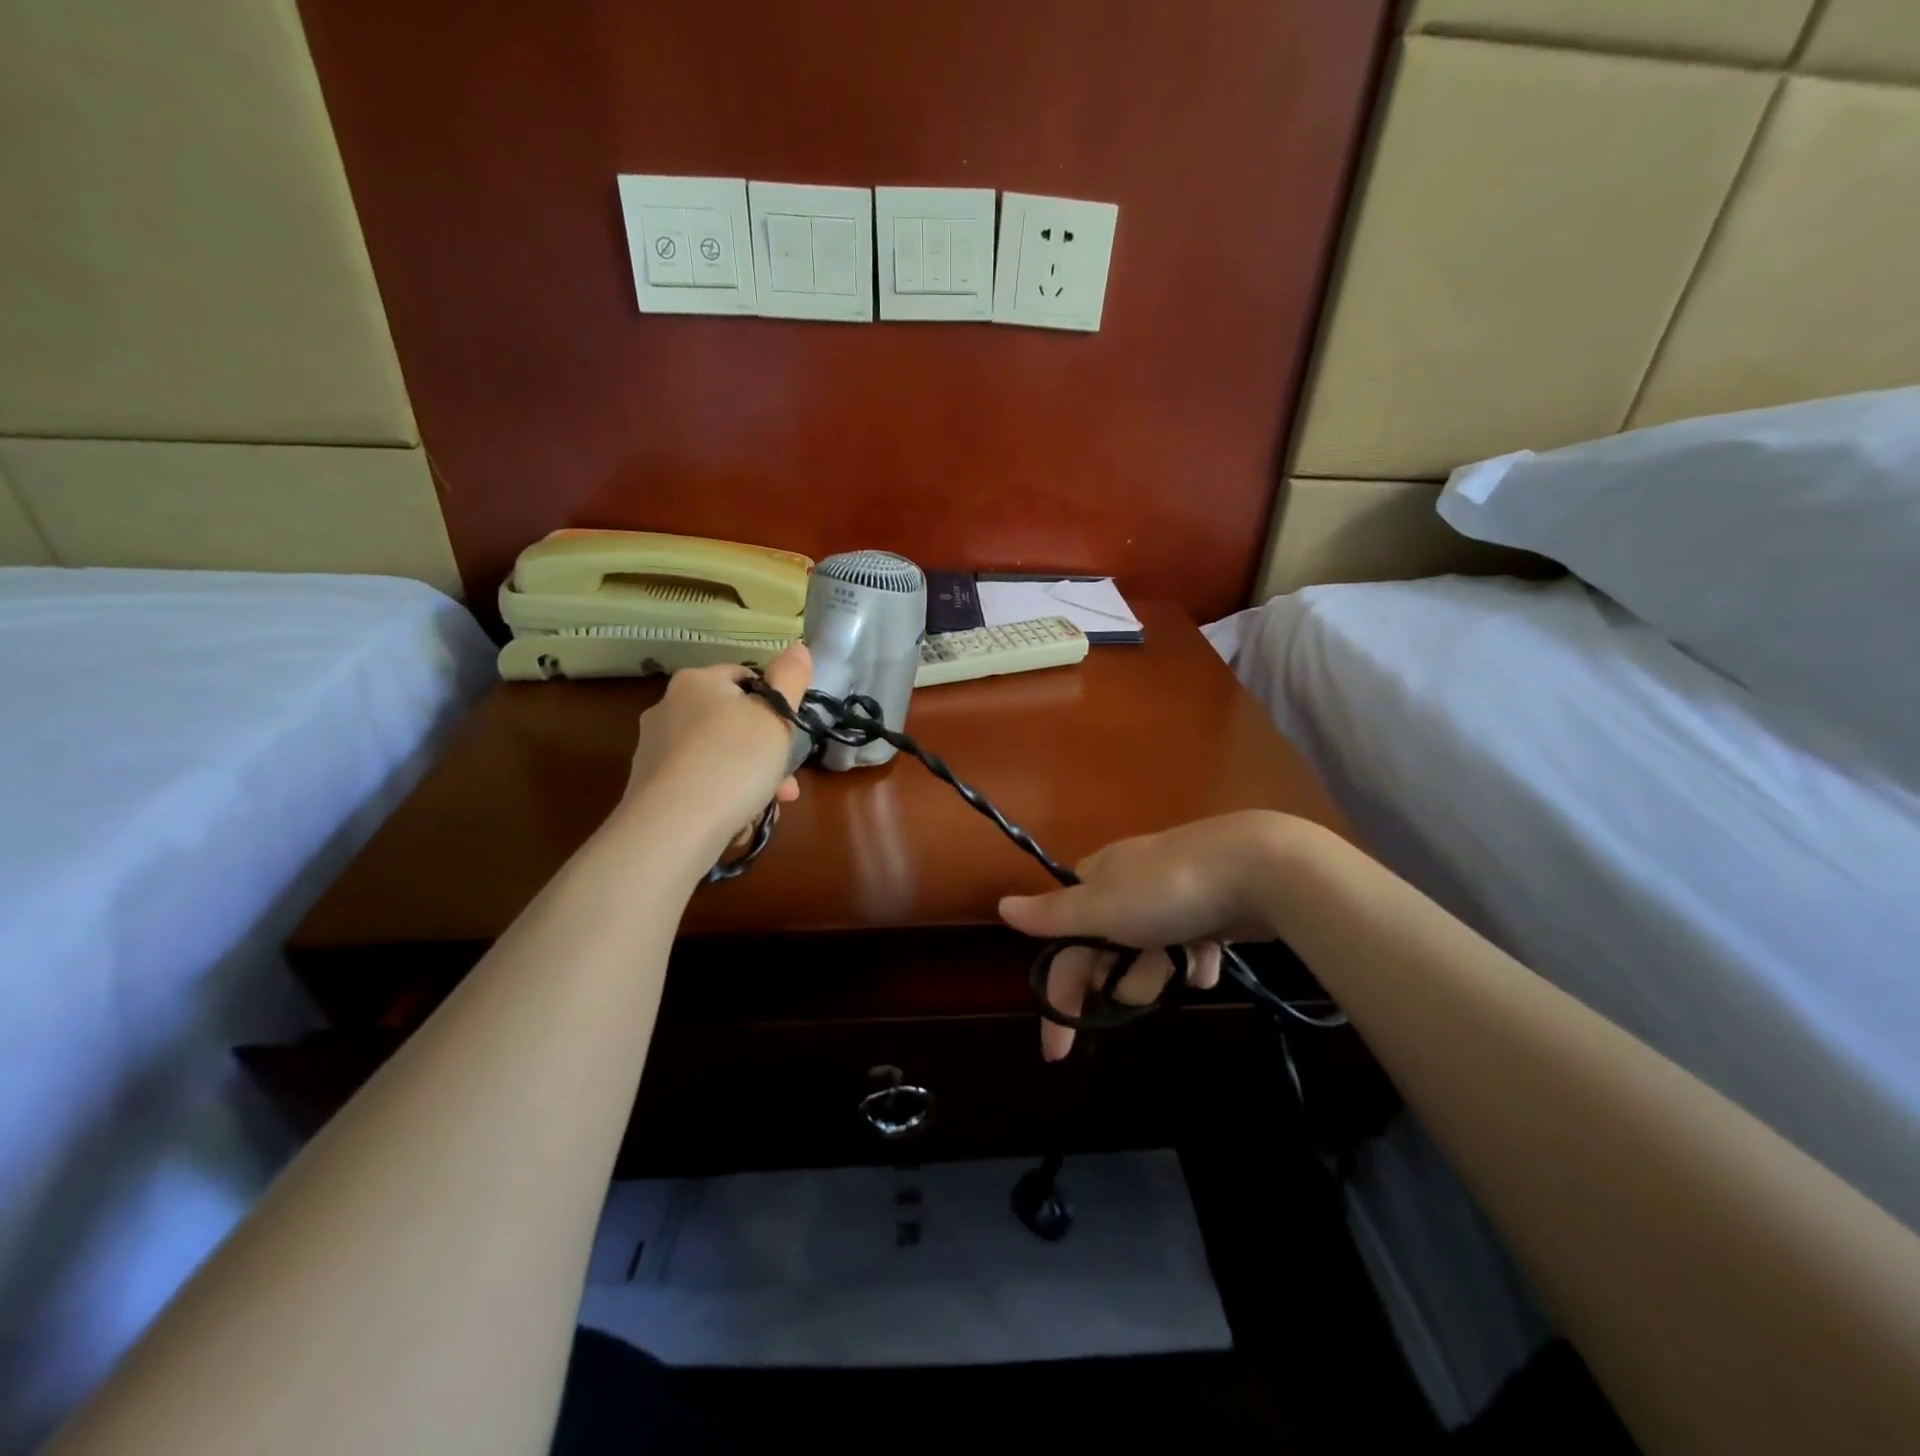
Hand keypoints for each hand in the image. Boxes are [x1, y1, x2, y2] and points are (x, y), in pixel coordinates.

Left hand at [623, 644, 812, 859]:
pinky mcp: (650, 787)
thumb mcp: (777, 716)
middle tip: (787, 783)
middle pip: (732, 723)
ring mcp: (654, 749)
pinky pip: (699, 784)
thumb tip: (798, 646)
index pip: (744, 678)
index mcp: (696, 681)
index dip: (774, 704)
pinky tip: (738, 820)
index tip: (790, 735)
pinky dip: (721, 797)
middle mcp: (668, 707)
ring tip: (769, 807)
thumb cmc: (734, 761)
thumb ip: (791, 678)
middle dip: (765, 752)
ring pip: (718, 757)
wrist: (674, 827)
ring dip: (749, 779)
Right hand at [998, 812, 1288, 1059]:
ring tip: (1186, 962)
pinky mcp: (1210, 908)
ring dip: (1161, 971)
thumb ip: (1052, 914)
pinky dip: (1194, 960)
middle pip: (1107, 953)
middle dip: (1123, 977)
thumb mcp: (1102, 907)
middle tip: (1147, 981)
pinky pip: (1188, 950)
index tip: (1057, 1051)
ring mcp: (1172, 896)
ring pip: (1149, 956)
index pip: (1064, 942)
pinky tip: (1210, 956)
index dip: (1061, 990)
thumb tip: (1001, 907)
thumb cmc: (1169, 890)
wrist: (1260, 868)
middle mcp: (1130, 885)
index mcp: (1097, 879)